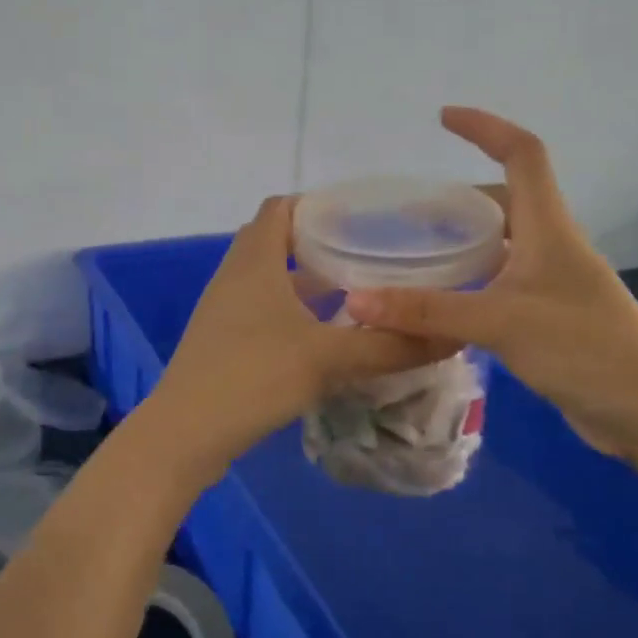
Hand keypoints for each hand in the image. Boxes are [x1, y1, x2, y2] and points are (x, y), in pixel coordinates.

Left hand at [148, 197, 455, 475]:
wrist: (185, 434)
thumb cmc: (253, 377)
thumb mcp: (328, 359)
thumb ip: (390, 346)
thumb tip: (453, 335)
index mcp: (255, 262)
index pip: (280, 208)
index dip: (317, 203)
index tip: (361, 215)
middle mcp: (235, 277)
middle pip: (275, 241)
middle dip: (319, 243)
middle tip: (367, 254)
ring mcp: (224, 311)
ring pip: (270, 281)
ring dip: (306, 282)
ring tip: (355, 293)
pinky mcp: (223, 342)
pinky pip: (262, 311)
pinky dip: (292, 312)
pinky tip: (323, 338)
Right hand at [344, 107, 637, 462]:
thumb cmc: (584, 349)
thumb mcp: (500, 322)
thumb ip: (427, 311)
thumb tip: (357, 300)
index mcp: (549, 228)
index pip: (522, 154)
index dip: (486, 128)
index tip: (443, 118)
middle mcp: (551, 247)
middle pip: (503, 202)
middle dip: (455, 200)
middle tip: (405, 216)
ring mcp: (551, 284)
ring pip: (499, 246)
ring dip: (460, 243)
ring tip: (412, 256)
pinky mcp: (547, 318)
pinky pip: (499, 284)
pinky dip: (468, 283)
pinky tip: (439, 305)